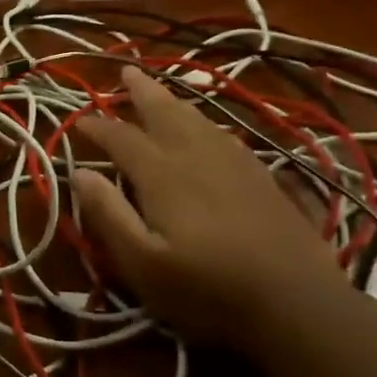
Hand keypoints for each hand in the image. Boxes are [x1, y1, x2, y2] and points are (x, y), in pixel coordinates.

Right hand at [72, 66, 351, 347]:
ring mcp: (234, 163)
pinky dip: (205, 121)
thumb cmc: (207, 291)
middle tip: (126, 70)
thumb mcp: (143, 264)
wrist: (297, 306)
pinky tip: (206, 127)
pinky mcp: (262, 177)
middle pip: (165, 113)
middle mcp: (196, 156)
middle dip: (142, 91)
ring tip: (160, 89)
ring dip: (173, 100)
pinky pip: (225, 134)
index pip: (122, 138)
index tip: (79, 119)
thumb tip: (79, 172)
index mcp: (162, 174)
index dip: (98, 126)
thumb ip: (109, 215)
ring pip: (197, 119)